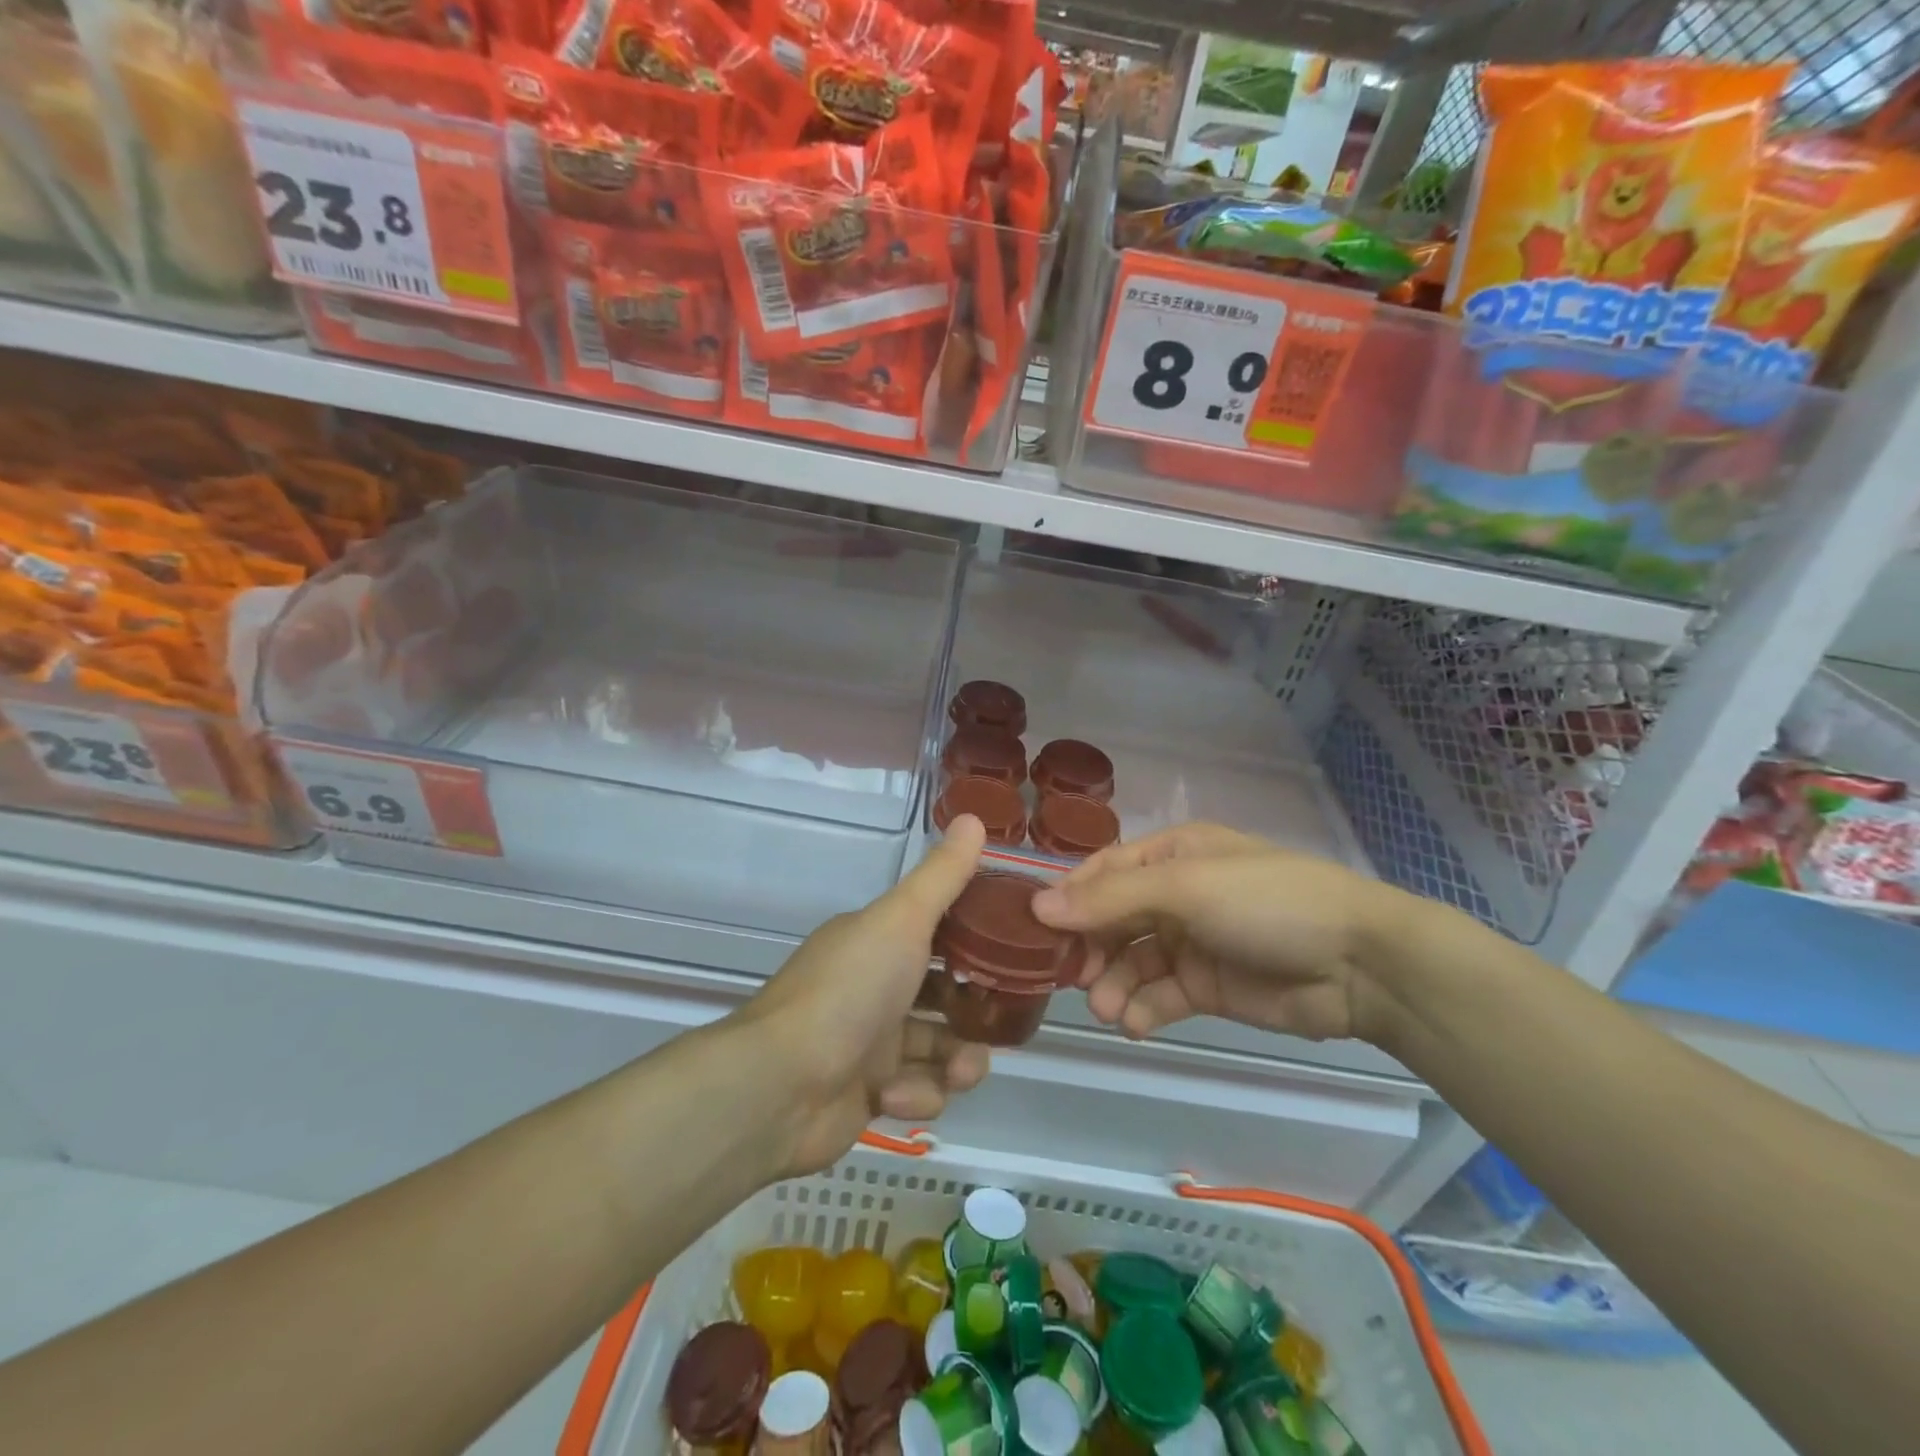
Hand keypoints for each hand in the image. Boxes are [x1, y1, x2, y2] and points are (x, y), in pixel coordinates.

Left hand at [734, 816, 992, 1176]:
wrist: (781, 1085)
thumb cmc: (849, 990)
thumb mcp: (902, 920)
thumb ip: (942, 876)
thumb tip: (974, 817)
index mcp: (876, 942)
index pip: (936, 934)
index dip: (975, 941)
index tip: (1012, 950)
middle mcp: (873, 987)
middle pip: (945, 997)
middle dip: (975, 1013)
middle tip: (999, 1021)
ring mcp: (870, 1043)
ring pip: (940, 1049)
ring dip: (957, 1062)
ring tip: (957, 1072)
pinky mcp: (869, 1095)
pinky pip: (916, 1092)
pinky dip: (915, 1095)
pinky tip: (896, 1096)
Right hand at [1030, 822, 1404, 1044]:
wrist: (1359, 964)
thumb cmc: (1266, 903)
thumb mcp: (1186, 888)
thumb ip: (1111, 900)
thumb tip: (1039, 907)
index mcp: (1174, 855)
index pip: (1105, 871)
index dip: (1071, 898)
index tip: (1037, 930)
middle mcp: (1177, 895)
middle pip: (1113, 919)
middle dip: (1090, 948)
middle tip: (1072, 978)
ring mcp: (1192, 942)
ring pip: (1132, 962)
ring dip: (1113, 985)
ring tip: (1106, 1010)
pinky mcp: (1208, 986)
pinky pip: (1160, 995)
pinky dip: (1143, 1010)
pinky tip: (1135, 1024)